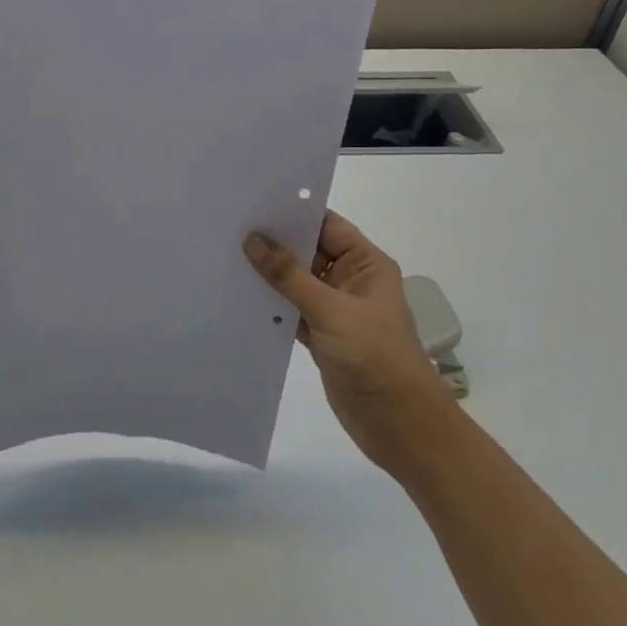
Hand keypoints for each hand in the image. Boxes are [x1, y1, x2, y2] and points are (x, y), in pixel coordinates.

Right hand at [244, 211, 453, 476]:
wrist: (399, 424)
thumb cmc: (374, 356)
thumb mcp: (331, 310)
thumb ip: (289, 275)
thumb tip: (253, 239)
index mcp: (366, 264)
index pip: (327, 226)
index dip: (294, 213)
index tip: (254, 202)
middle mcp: (351, 280)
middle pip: (309, 251)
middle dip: (276, 242)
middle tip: (231, 226)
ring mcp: (336, 309)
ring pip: (297, 282)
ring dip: (270, 274)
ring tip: (227, 255)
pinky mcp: (322, 336)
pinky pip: (292, 310)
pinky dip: (271, 305)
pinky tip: (241, 296)